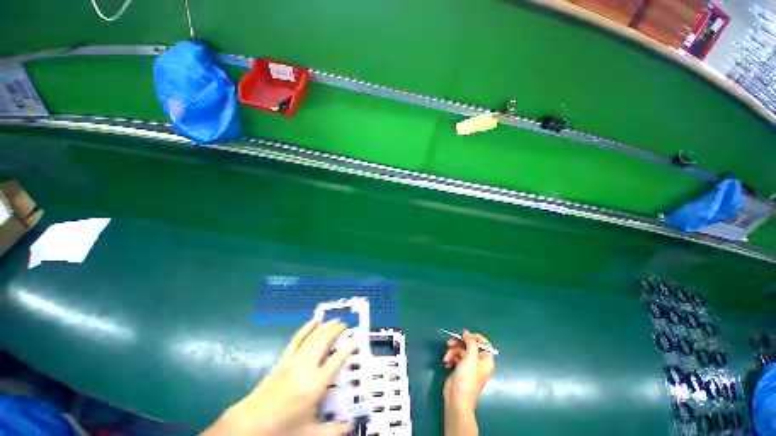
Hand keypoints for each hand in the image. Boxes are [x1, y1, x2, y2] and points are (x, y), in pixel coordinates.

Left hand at [203, 319, 353, 435]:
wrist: (250, 425)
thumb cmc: (282, 430)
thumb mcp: (311, 434)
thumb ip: (334, 431)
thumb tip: (352, 427)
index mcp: (316, 385)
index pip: (337, 360)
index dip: (348, 347)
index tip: (356, 339)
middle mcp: (307, 367)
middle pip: (325, 341)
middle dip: (337, 330)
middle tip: (346, 325)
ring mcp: (293, 361)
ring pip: (313, 336)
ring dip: (325, 326)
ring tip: (335, 320)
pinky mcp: (283, 360)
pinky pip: (297, 339)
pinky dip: (307, 327)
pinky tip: (314, 321)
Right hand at [442, 330, 494, 410]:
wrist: (456, 399)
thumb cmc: (467, 379)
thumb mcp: (470, 358)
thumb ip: (470, 343)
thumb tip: (467, 332)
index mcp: (486, 360)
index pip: (484, 344)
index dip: (475, 338)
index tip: (465, 336)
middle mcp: (478, 362)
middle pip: (469, 345)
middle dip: (458, 344)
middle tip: (450, 343)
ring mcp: (468, 365)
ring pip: (460, 350)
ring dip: (452, 351)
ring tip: (447, 357)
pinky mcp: (459, 368)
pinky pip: (455, 356)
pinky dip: (450, 357)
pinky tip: (446, 362)